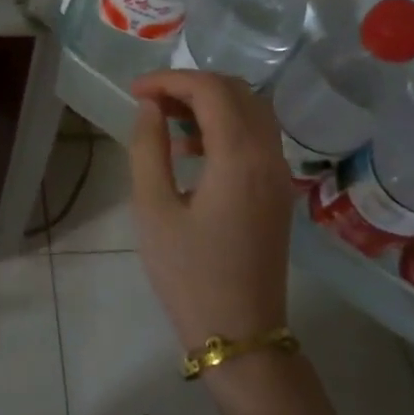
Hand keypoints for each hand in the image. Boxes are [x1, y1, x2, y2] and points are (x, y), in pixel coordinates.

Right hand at [128, 70, 294, 351]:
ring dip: (211, 104)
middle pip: (238, 92)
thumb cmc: (188, 273)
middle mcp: (269, 157)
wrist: (239, 334)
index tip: (134, 92)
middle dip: (192, 85)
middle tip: (150, 101)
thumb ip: (148, 148)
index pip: (211, 90)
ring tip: (165, 120)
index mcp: (239, 158)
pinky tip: (192, 150)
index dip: (170, 80)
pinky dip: (226, 127)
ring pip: (252, 112)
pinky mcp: (278, 192)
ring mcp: (279, 175)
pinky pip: (257, 138)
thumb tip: (150, 108)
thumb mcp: (153, 209)